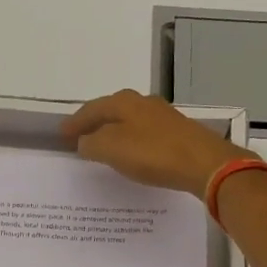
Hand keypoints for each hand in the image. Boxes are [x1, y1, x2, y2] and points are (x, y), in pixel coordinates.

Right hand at [62, 89, 250, 198]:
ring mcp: (163, 117)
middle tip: (79, 137)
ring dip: (114, 132)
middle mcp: (143, 103)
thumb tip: (84, 142)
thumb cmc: (153, 153)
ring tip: (102, 147)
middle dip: (95, 123)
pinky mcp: (178, 133)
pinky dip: (132, 142)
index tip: (61, 135)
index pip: (91, 109)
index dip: (75, 123)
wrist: (204, 163)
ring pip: (129, 122)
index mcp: (124, 102)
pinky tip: (132, 153)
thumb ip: (92, 144)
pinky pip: (145, 135)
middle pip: (111, 111)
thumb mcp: (112, 149)